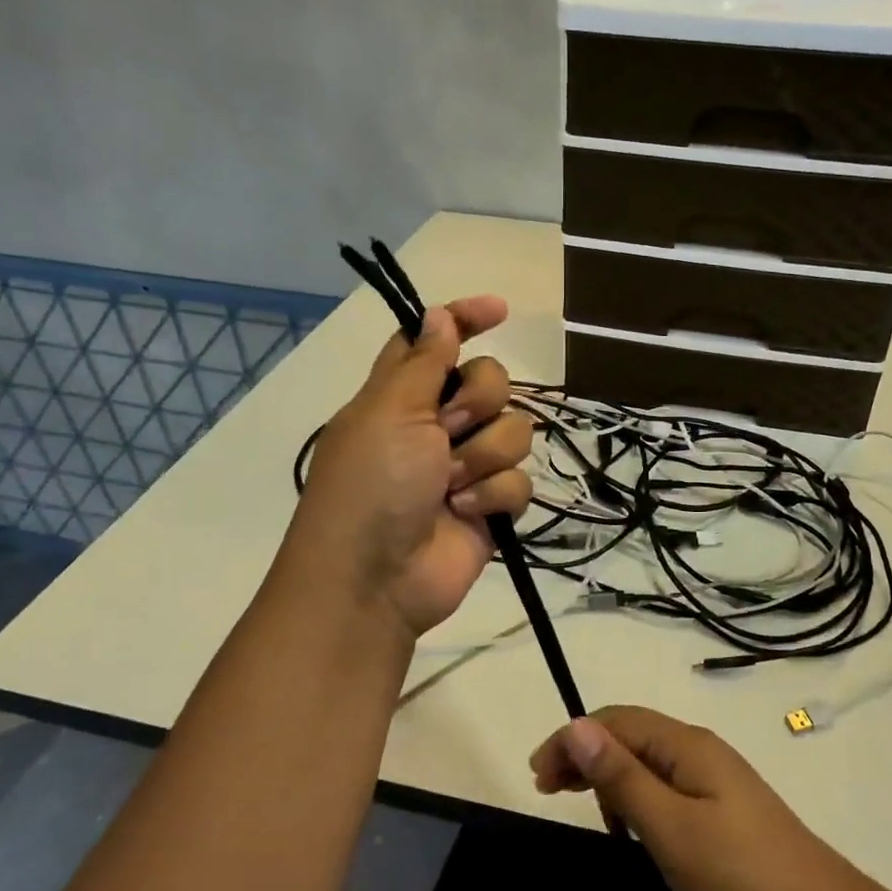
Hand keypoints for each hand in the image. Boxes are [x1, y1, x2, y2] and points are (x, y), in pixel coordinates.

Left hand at [291, 296, 532, 638]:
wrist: (376, 579)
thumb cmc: (371, 486)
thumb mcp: (390, 412)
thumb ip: (423, 361)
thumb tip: (437, 313)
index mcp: (402, 394)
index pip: (436, 341)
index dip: (465, 319)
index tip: (499, 310)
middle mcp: (436, 424)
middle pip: (490, 382)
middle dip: (478, 404)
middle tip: (447, 432)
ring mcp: (466, 466)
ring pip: (514, 432)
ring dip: (484, 457)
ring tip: (451, 487)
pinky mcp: (489, 505)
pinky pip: (520, 481)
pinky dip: (494, 496)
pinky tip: (468, 513)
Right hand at [530, 706, 861, 890]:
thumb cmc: (735, 871)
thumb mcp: (667, 826)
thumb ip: (621, 775)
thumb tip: (576, 725)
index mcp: (685, 744)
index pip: (615, 722)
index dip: (572, 739)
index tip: (537, 776)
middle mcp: (699, 749)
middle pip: (630, 735)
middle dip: (586, 754)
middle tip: (547, 789)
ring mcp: (715, 777)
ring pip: (647, 760)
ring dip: (609, 775)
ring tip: (583, 805)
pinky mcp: (723, 806)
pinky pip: (665, 785)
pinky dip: (636, 796)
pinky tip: (631, 828)